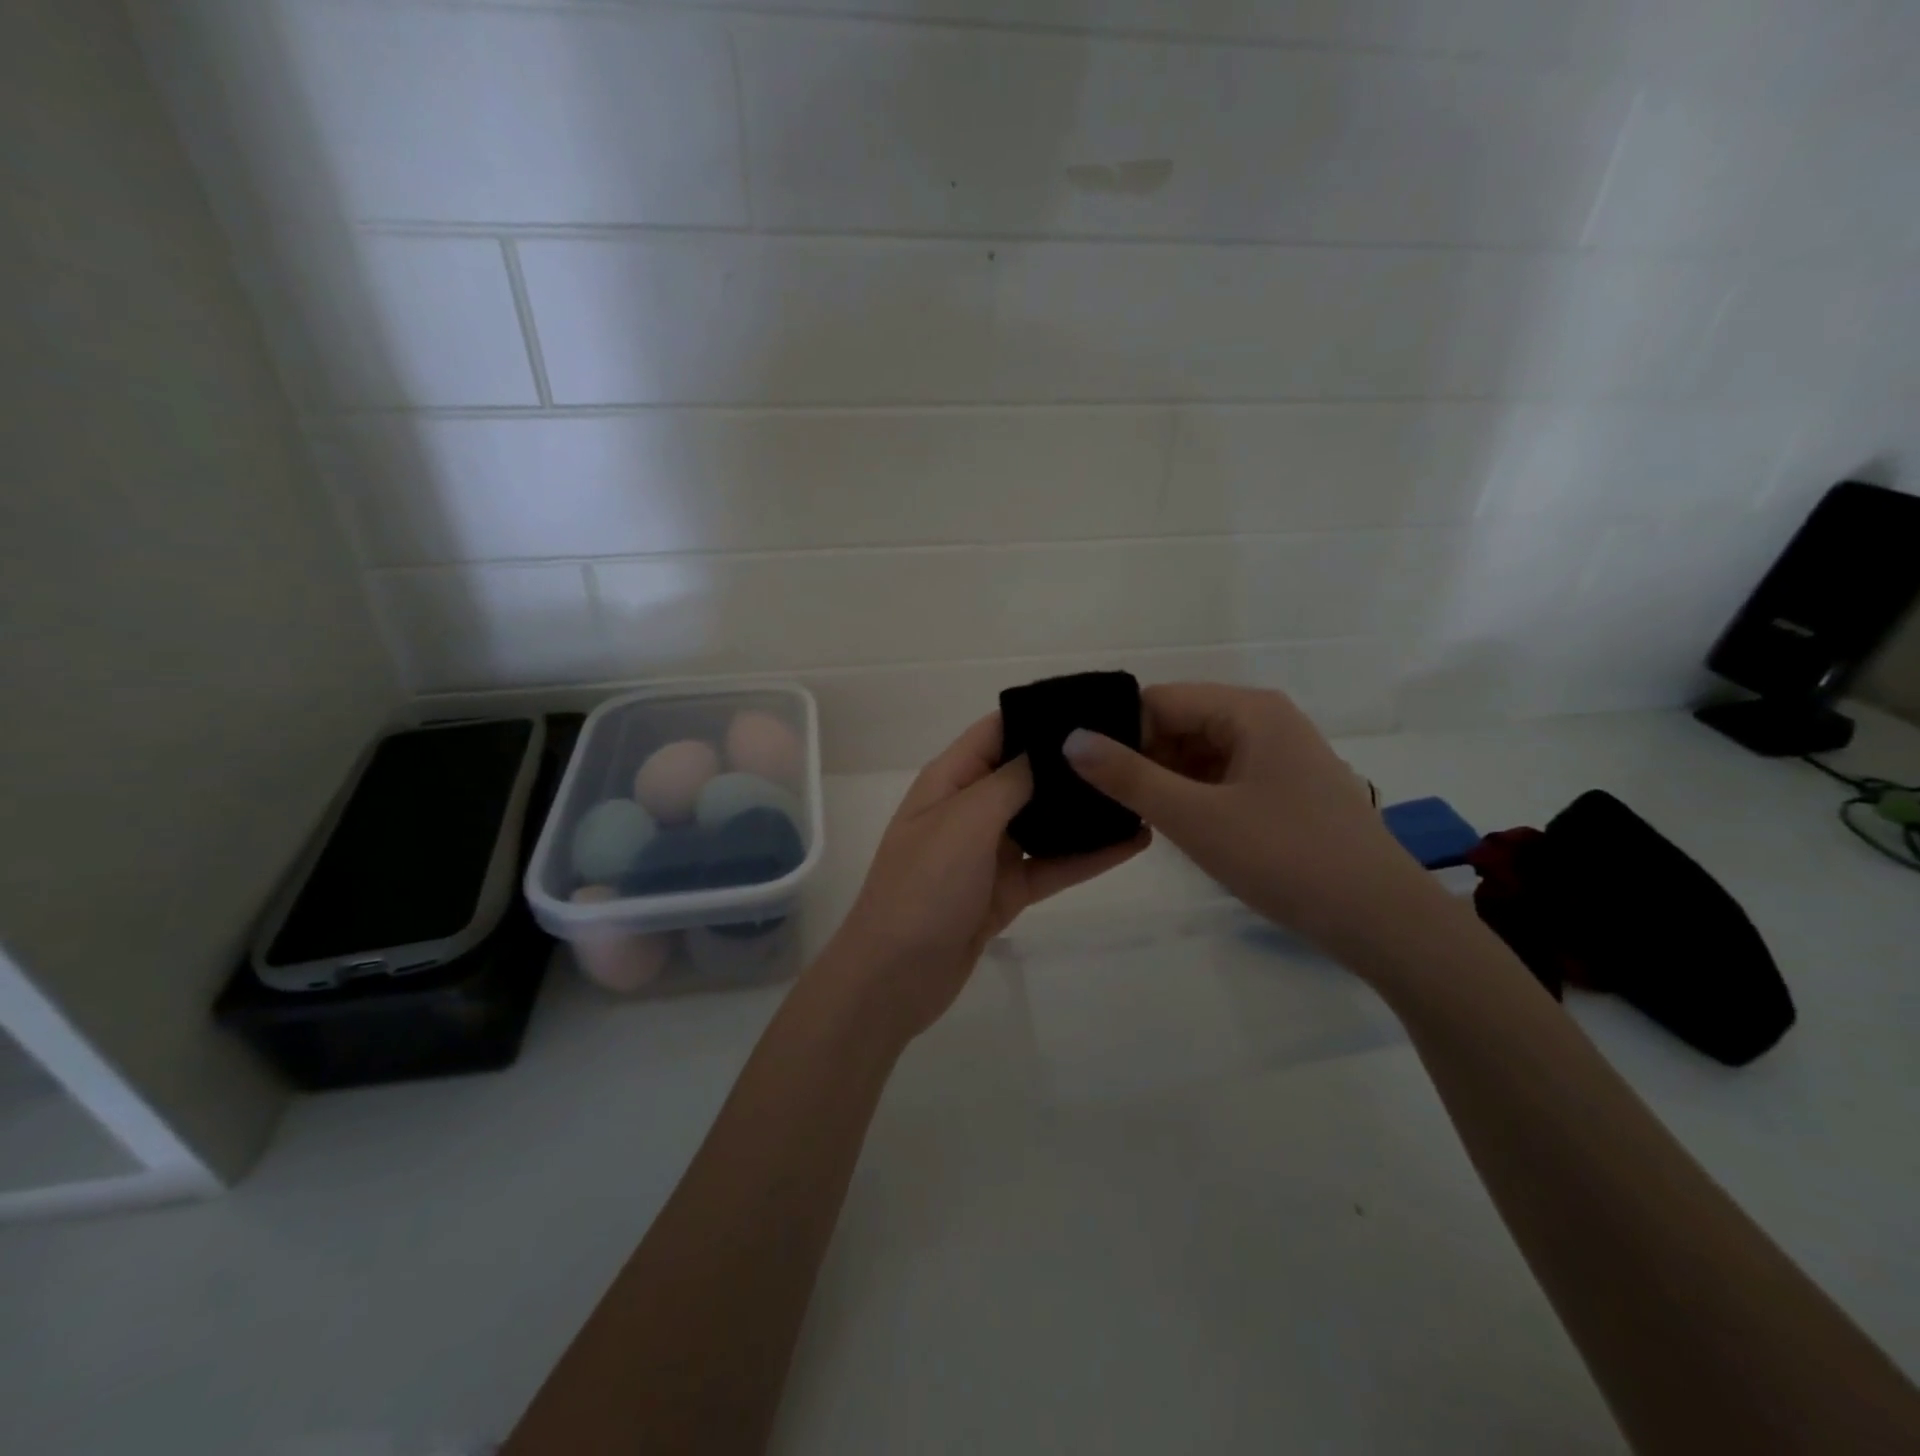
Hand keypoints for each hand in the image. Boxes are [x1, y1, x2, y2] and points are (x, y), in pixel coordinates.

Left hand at [821, 712, 1149, 1042]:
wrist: (896, 977)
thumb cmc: (924, 887)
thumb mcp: (965, 821)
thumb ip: (1010, 781)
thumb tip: (1050, 746)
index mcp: (949, 780)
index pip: (997, 732)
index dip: (1039, 716)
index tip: (1094, 706)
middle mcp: (970, 809)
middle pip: (1025, 774)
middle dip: (1070, 763)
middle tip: (1132, 748)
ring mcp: (988, 852)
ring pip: (1044, 821)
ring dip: (1084, 810)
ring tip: (1139, 791)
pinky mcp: (1006, 890)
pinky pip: (1052, 865)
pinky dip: (1087, 856)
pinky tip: (1133, 843)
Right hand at [1062, 682, 1431, 961]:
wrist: (1381, 921)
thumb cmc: (1287, 858)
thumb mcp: (1196, 818)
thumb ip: (1129, 777)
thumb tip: (1071, 739)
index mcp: (1249, 710)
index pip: (1160, 700)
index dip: (1119, 731)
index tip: (1083, 770)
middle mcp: (1265, 720)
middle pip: (1180, 723)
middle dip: (1140, 757)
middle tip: (1099, 798)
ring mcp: (1278, 756)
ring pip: (1199, 753)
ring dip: (1164, 780)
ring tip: (1126, 813)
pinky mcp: (1284, 789)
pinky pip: (1222, 777)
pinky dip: (1192, 796)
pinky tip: (1171, 825)